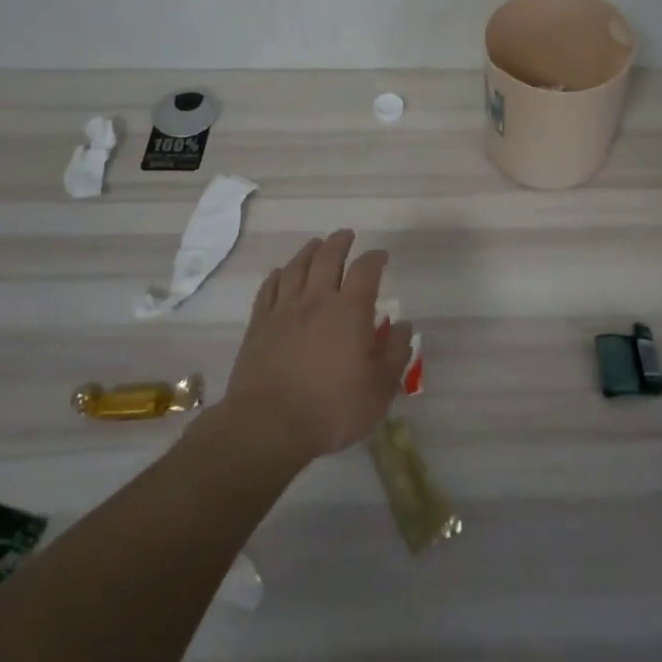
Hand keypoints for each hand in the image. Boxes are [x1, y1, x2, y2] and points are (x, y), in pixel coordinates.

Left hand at [214, 230, 413, 465]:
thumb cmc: (333, 408)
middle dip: (339, 242)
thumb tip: (403, 325)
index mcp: (350, 310)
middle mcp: (317, 300)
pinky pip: (269, 289)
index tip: (382, 256)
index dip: (376, 258)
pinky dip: (278, 275)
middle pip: (327, 257)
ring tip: (316, 245)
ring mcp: (283, 311)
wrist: (269, 426)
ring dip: (309, 251)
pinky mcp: (259, 326)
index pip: (366, 270)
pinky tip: (281, 273)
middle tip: (347, 236)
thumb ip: (395, 352)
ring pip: (296, 267)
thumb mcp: (380, 387)